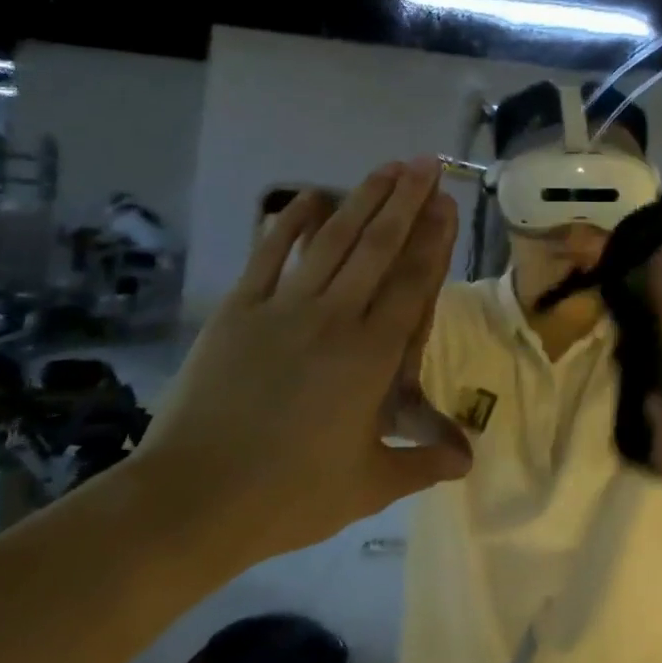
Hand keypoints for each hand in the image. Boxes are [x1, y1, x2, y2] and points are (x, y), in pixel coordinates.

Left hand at [138, 158, 471, 569]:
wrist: (192, 500)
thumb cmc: (289, 495)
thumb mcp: (369, 485)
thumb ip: (423, 463)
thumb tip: (469, 461)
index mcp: (372, 356)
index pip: (414, 283)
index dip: (434, 239)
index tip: (447, 203)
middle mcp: (335, 318)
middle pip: (378, 247)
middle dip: (406, 201)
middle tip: (425, 163)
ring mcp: (283, 308)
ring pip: (333, 241)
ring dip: (363, 200)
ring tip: (387, 167)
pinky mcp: (238, 311)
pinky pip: (269, 254)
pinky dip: (292, 223)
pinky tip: (311, 197)